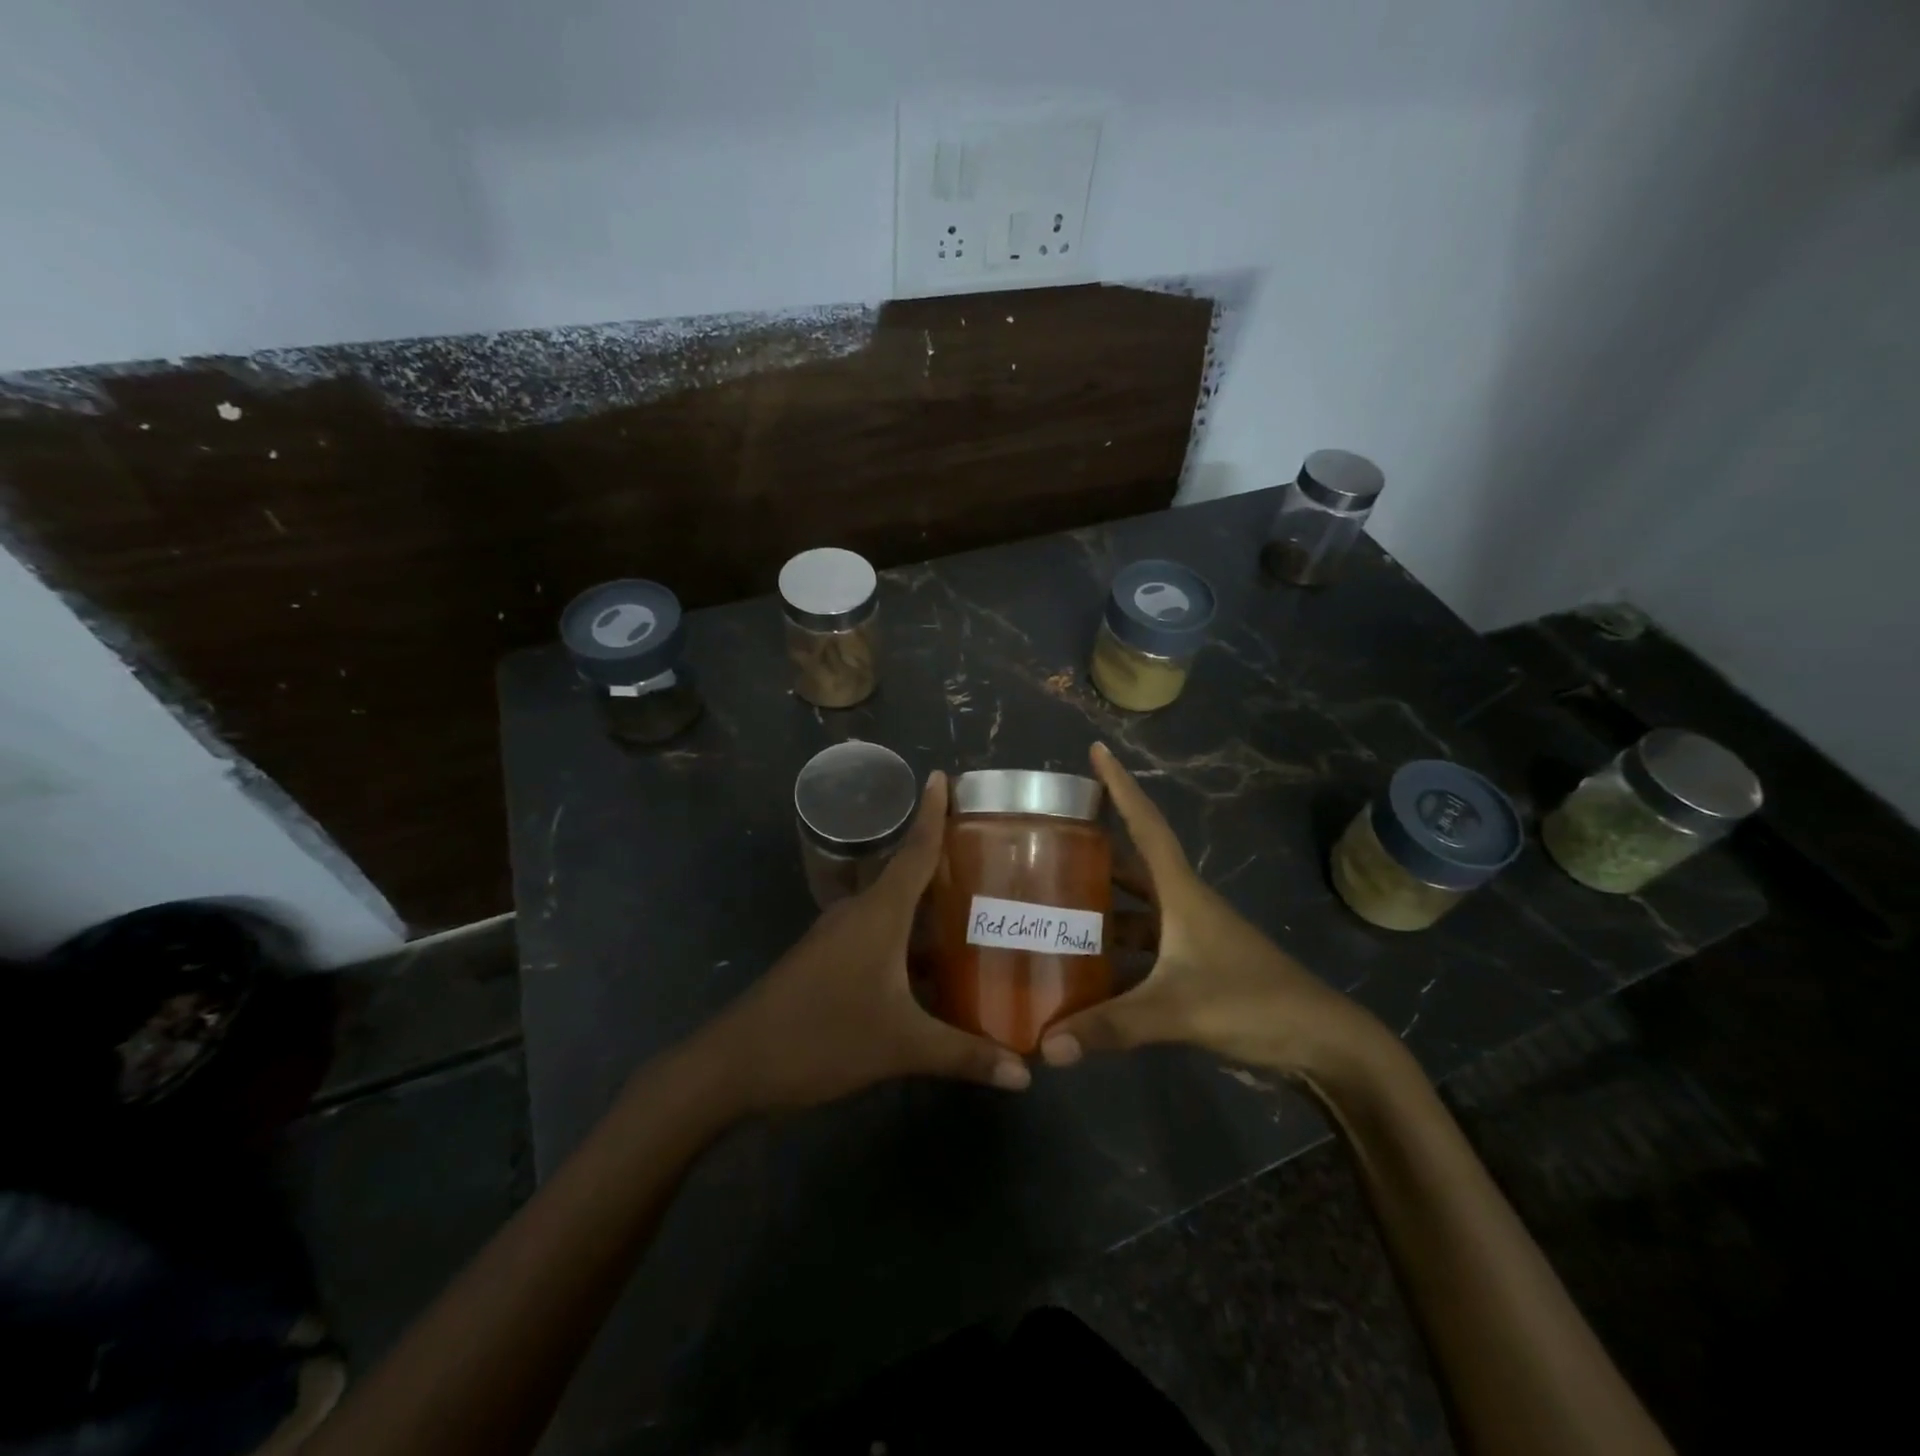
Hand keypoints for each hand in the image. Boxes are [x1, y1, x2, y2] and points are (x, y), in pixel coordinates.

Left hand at [705, 770, 1030, 1110]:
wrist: (735, 1064)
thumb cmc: (821, 1036)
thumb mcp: (899, 1046)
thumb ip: (963, 1054)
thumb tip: (1026, 1073)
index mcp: (878, 913)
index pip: (914, 850)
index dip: (933, 813)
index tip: (945, 776)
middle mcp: (859, 913)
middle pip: (907, 874)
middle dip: (945, 861)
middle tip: (993, 855)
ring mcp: (839, 937)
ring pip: (894, 910)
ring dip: (929, 907)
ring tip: (976, 908)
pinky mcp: (829, 961)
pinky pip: (880, 936)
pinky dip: (911, 940)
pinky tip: (936, 966)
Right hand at [1041, 743, 1389, 1080]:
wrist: (1324, 1043)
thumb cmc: (1254, 1003)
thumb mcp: (1179, 1011)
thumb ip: (1111, 1026)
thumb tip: (1044, 1046)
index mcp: (1182, 893)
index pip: (1146, 825)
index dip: (1121, 785)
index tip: (1097, 749)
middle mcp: (1184, 904)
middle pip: (1134, 864)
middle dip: (1097, 848)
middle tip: (1050, 839)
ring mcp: (1192, 936)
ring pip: (1137, 909)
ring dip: (1102, 905)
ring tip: (1054, 905)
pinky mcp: (1196, 966)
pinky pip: (1144, 947)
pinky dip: (1116, 952)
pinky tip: (1086, 969)